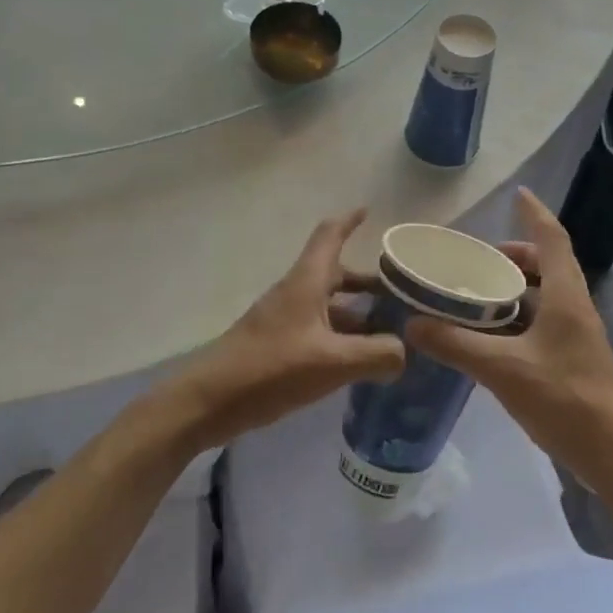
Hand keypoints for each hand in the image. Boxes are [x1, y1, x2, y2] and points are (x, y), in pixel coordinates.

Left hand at [181, 209, 405, 448]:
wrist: (208, 402)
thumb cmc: (270, 370)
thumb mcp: (332, 363)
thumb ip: (376, 355)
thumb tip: (404, 351)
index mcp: (306, 283)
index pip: (329, 236)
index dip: (349, 221)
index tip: (369, 211)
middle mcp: (296, 294)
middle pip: (336, 274)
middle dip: (369, 281)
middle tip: (403, 293)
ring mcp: (285, 321)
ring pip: (329, 306)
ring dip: (359, 313)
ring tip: (391, 332)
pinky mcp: (278, 346)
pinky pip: (319, 331)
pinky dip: (342, 338)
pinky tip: (360, 361)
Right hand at [403, 188, 612, 489]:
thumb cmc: (564, 398)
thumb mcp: (502, 368)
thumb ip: (455, 344)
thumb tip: (411, 324)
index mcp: (565, 296)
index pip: (552, 239)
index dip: (535, 214)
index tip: (518, 194)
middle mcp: (574, 307)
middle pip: (547, 266)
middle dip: (515, 256)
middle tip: (477, 260)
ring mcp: (575, 335)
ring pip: (543, 297)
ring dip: (514, 290)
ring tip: (475, 296)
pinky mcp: (571, 360)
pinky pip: (540, 324)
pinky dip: (515, 320)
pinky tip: (487, 338)